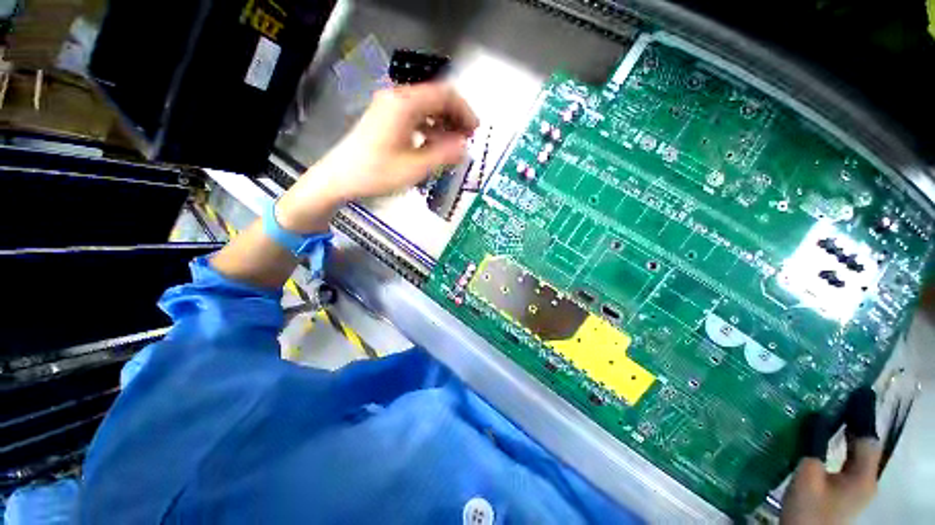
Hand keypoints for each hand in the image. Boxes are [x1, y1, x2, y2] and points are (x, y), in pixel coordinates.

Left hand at [277, 82, 478, 232]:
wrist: (339, 178)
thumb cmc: (377, 173)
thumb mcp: (415, 168)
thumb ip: (443, 155)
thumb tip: (465, 147)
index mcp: (405, 104)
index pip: (445, 95)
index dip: (465, 111)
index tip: (475, 131)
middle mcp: (397, 98)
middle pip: (435, 98)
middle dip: (455, 117)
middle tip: (467, 139)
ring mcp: (389, 107)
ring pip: (425, 107)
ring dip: (443, 123)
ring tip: (453, 145)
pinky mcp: (385, 118)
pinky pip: (414, 117)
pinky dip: (429, 128)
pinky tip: (434, 144)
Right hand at [781, 387, 881, 524]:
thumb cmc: (809, 509)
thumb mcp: (808, 476)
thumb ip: (814, 445)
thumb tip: (816, 416)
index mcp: (863, 476)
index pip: (868, 438)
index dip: (863, 416)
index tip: (856, 392)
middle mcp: (866, 480)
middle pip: (864, 445)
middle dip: (855, 423)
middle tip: (840, 398)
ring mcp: (855, 487)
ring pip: (855, 453)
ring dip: (847, 434)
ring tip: (831, 413)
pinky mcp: (844, 491)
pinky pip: (847, 461)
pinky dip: (841, 446)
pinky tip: (826, 440)